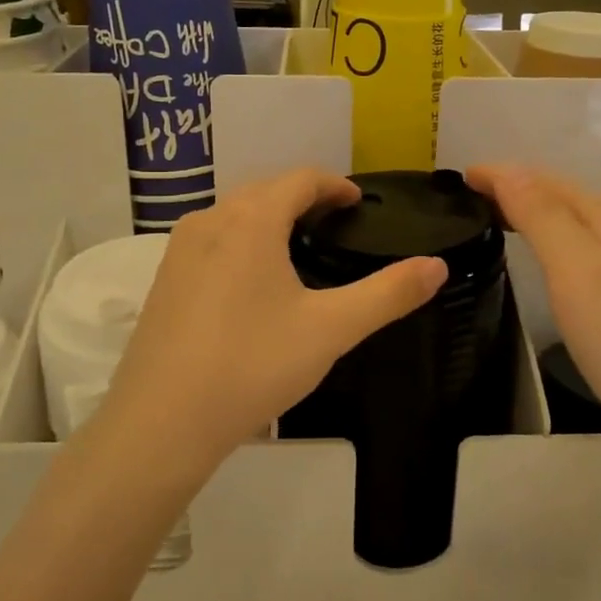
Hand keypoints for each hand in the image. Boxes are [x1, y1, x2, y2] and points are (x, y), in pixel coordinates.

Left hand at [96, 170, 447, 482]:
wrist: (162, 421)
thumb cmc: (253, 365)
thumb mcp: (331, 330)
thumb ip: (388, 294)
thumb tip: (438, 266)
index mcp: (251, 221)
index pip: (300, 179)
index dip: (334, 184)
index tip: (358, 202)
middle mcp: (211, 221)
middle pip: (265, 190)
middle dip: (303, 197)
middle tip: (335, 222)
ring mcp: (179, 249)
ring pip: (234, 214)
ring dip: (268, 217)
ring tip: (297, 245)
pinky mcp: (163, 279)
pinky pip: (211, 240)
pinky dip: (240, 240)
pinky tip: (251, 280)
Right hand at [467, 165, 600, 464]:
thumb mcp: (579, 273)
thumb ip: (544, 217)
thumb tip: (508, 170)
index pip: (544, 180)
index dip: (501, 174)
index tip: (459, 177)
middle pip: (563, 195)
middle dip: (516, 187)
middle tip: (469, 197)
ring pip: (576, 221)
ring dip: (535, 212)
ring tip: (496, 219)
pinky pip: (586, 247)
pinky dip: (554, 239)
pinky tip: (547, 258)